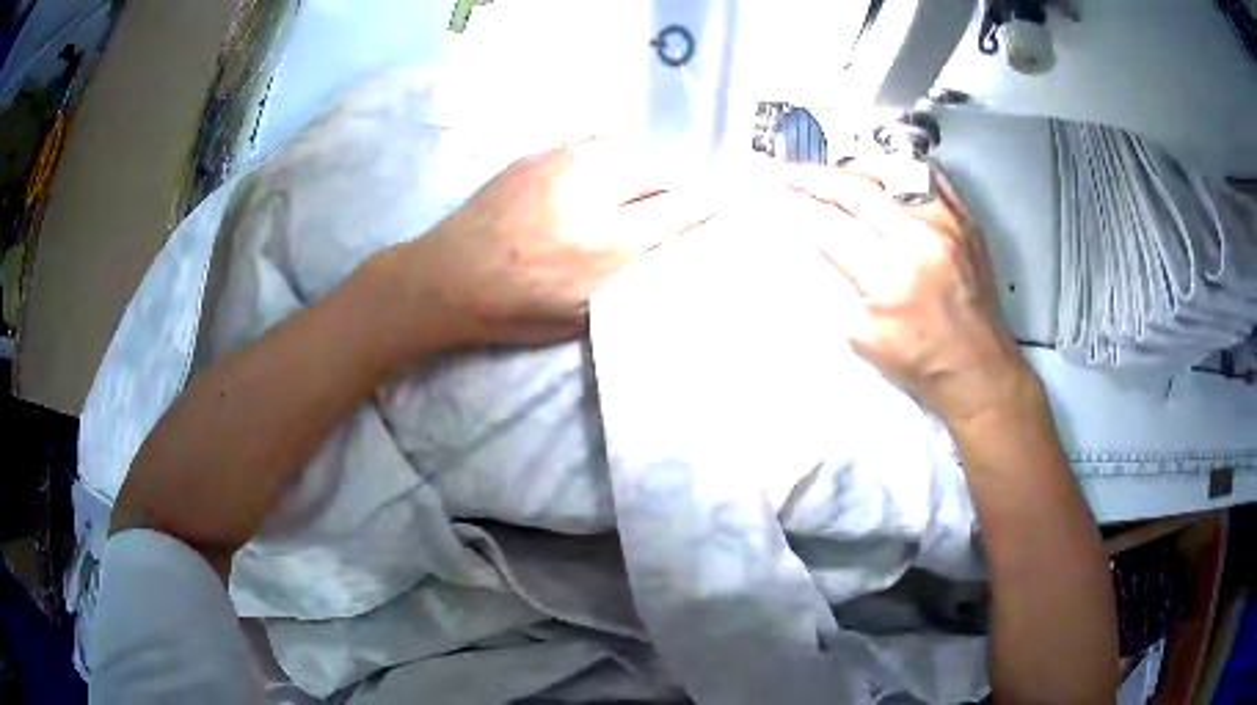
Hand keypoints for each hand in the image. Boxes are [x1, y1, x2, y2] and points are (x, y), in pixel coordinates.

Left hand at [396, 138, 709, 346]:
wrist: (445, 280)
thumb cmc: (512, 311)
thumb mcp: (581, 315)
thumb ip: (630, 280)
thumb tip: (666, 252)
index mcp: (601, 243)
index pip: (675, 210)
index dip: (703, 207)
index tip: (716, 208)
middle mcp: (586, 193)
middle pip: (656, 167)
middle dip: (675, 182)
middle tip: (674, 201)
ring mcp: (557, 165)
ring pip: (625, 146)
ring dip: (644, 163)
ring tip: (642, 184)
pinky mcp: (535, 155)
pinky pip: (591, 143)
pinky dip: (611, 156)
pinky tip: (603, 175)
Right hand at [784, 163, 1035, 426]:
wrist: (978, 369)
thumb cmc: (920, 361)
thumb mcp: (860, 335)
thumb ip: (828, 280)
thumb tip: (803, 235)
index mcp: (892, 275)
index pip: (830, 222)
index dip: (796, 202)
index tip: (775, 189)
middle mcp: (922, 237)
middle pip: (857, 186)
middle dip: (815, 175)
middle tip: (790, 171)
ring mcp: (949, 222)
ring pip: (892, 167)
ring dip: (855, 165)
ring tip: (836, 174)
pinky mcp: (966, 218)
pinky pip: (929, 171)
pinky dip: (899, 166)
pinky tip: (883, 174)